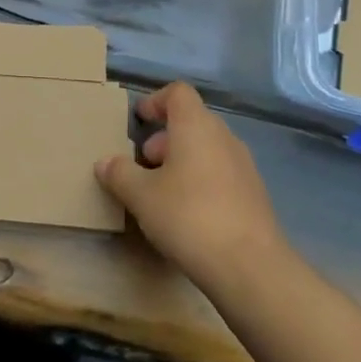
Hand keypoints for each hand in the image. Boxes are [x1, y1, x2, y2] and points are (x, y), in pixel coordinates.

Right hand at [95, 82, 285, 289]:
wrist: (252, 268)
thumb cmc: (189, 217)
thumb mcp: (141, 196)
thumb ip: (120, 173)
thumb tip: (105, 162)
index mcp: (196, 126)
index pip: (178, 93)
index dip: (156, 100)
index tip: (139, 120)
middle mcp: (223, 137)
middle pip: (192, 121)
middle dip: (165, 138)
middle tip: (144, 163)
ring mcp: (244, 166)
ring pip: (207, 149)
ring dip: (182, 161)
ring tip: (162, 192)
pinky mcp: (255, 196)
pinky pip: (221, 174)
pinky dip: (201, 181)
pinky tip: (188, 215)